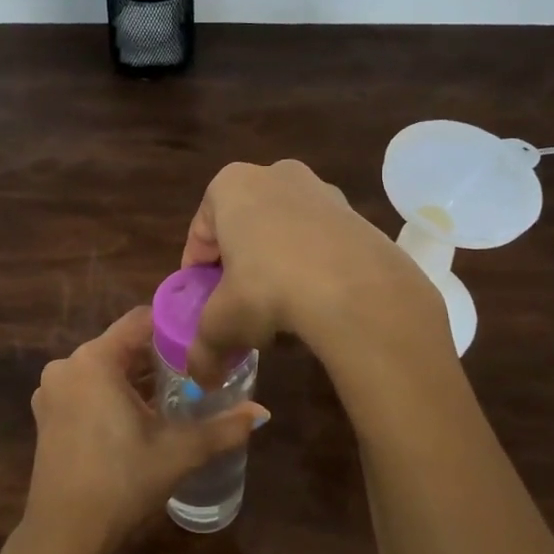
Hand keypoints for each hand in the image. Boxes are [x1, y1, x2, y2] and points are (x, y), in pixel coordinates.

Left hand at [21, 308, 266, 553]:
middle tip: (197, 374)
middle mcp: (67, 366)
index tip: (205, 342)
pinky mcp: (47, 416)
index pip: (141, 320)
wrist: (64, 536)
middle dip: (160, 358)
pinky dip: (113, 395)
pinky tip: (140, 419)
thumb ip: (222, 428)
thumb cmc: (121, 483)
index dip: (176, 327)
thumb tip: (262, 412)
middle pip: (122, 345)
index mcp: (95, 360)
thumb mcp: (178, 452)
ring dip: (137, 379)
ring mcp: (52, 392)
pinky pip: (87, 390)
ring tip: (175, 397)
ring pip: (105, 369)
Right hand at [180, 159, 436, 382]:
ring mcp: (320, 190)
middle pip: (243, 230)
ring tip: (279, 313)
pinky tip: (314, 305)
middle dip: (238, 269)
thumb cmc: (268, 289)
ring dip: (276, 269)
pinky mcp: (355, 213)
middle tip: (238, 308)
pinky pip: (319, 243)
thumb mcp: (223, 324)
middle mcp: (274, 175)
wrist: (356, 288)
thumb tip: (201, 378)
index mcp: (230, 186)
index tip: (202, 304)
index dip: (197, 273)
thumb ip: (203, 349)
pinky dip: (311, 269)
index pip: (200, 233)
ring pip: (283, 235)